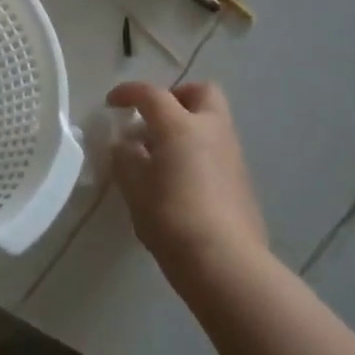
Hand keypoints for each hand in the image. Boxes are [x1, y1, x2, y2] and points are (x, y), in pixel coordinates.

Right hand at [106, 81, 269, 289]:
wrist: (223, 261)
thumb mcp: (133, 185)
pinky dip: (198, 153)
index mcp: (181, 126)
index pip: (151, 95)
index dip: (128, 93)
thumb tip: (128, 145)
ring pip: (212, 123)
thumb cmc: (170, 217)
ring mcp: (232, 155)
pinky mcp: (242, 181)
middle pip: (201, 93)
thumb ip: (125, 157)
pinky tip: (181, 181)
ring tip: (162, 156)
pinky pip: (217, 151)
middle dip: (176, 98)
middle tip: (154, 119)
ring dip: (188, 128)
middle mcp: (212, 131)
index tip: (112, 103)